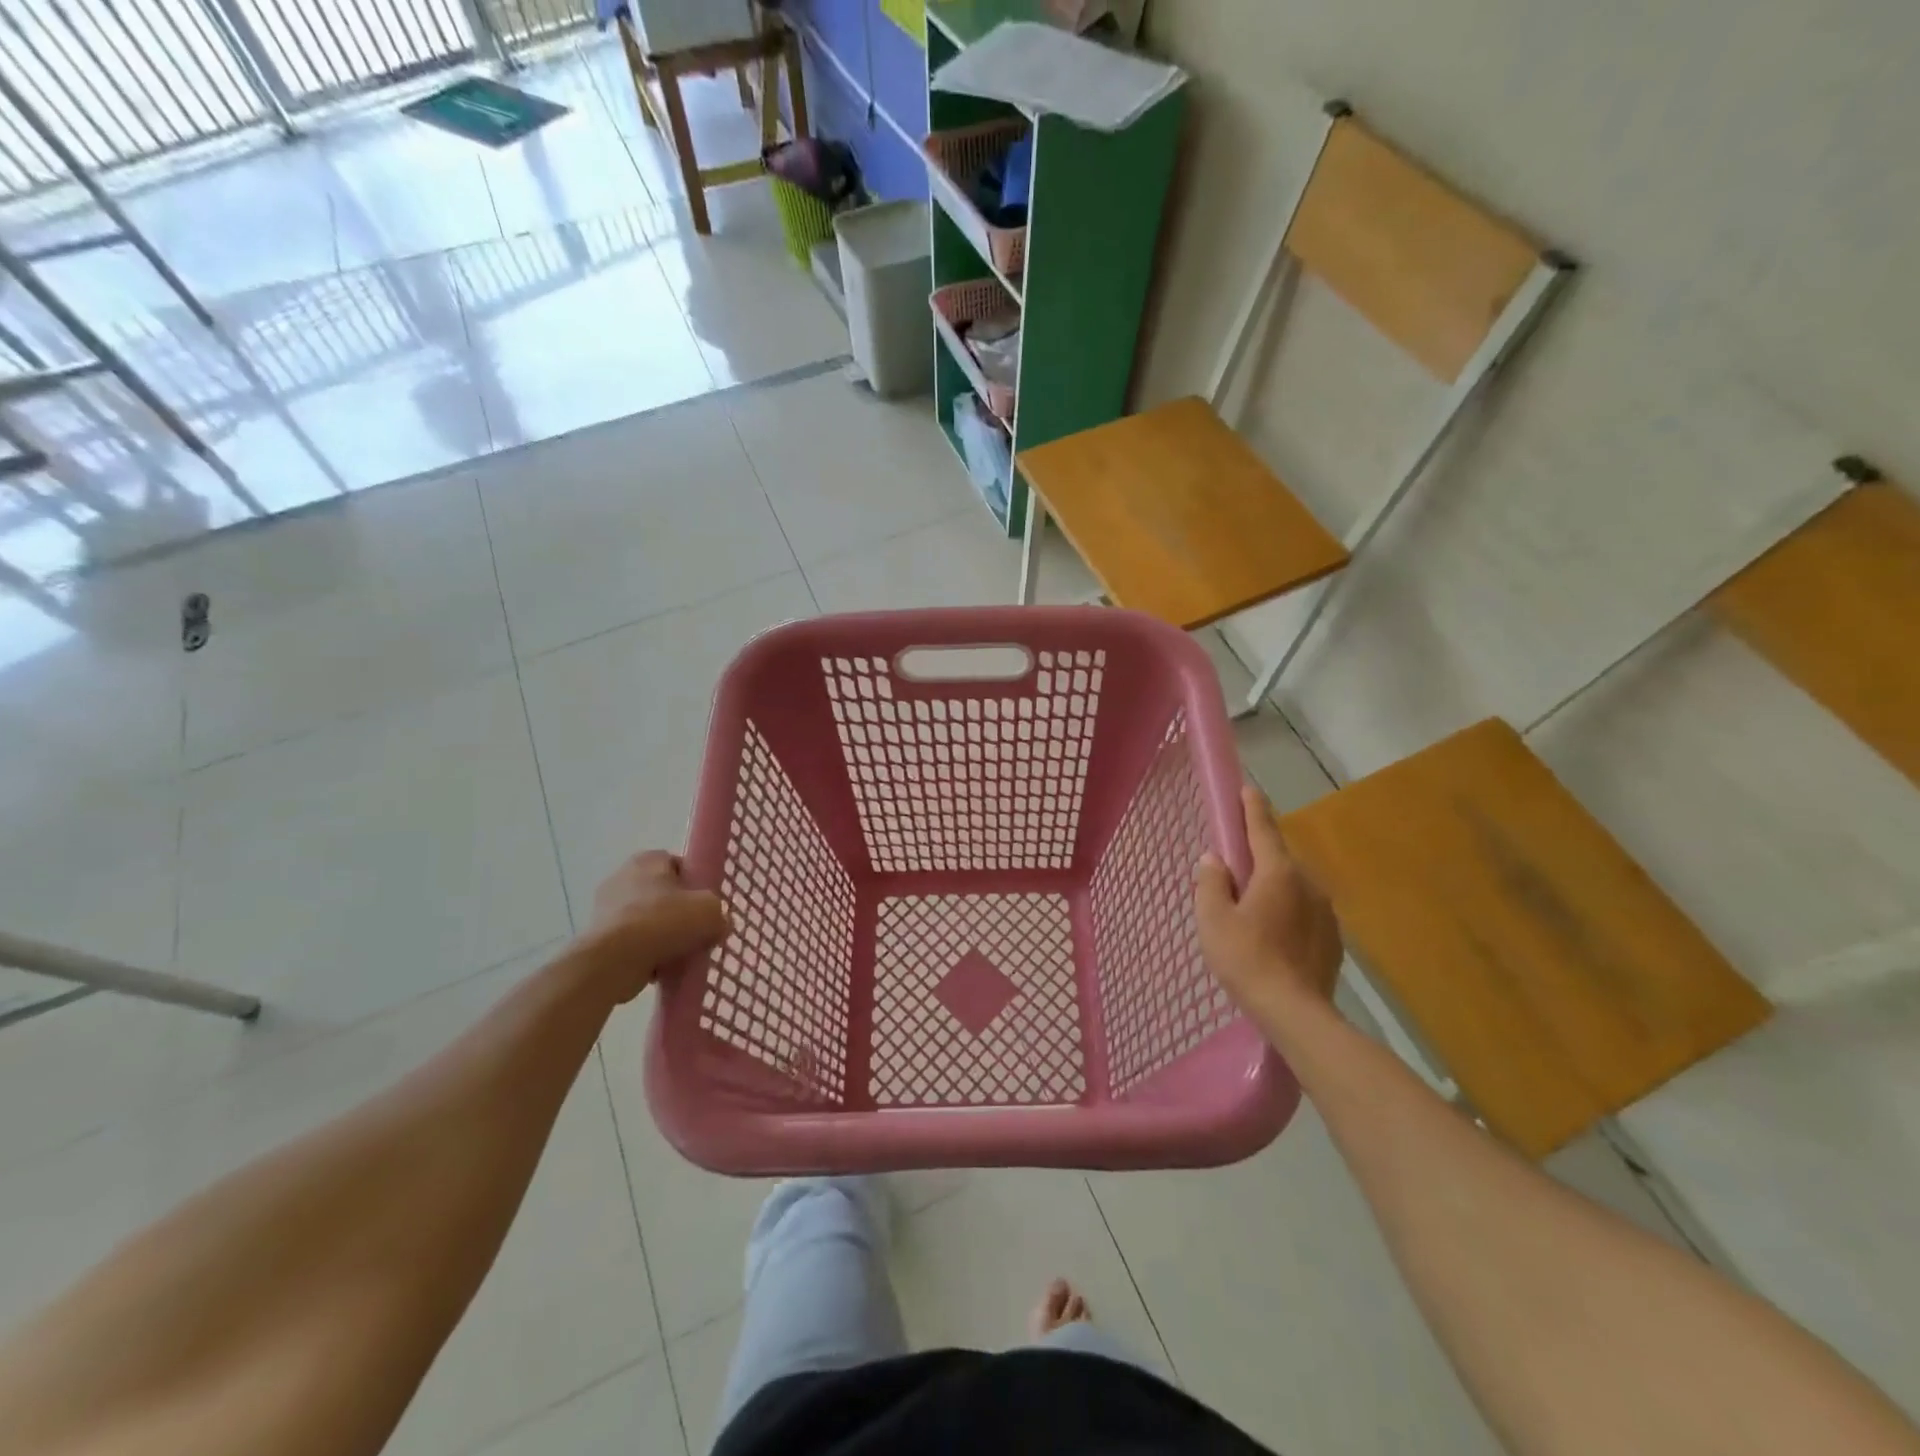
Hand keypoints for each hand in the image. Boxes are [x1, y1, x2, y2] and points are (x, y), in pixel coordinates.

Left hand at [578, 851, 727, 1002]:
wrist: (613, 961)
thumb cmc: (663, 922)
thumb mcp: (710, 911)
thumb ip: (720, 914)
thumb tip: (719, 924)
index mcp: (648, 859)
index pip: (679, 866)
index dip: (696, 886)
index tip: (706, 907)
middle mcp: (622, 877)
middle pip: (663, 895)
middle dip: (679, 914)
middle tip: (697, 933)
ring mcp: (605, 908)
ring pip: (648, 921)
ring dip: (663, 937)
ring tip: (680, 956)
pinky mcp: (598, 938)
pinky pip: (632, 943)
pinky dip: (646, 954)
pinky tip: (661, 968)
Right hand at [1195, 785, 1344, 1019]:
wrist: (1296, 1013)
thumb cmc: (1247, 959)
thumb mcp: (1214, 920)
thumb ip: (1211, 883)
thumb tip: (1214, 860)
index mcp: (1277, 873)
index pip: (1263, 830)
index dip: (1252, 808)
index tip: (1248, 789)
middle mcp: (1307, 883)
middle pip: (1278, 860)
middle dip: (1258, 859)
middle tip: (1234, 871)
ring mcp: (1325, 912)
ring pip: (1293, 888)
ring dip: (1273, 889)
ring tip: (1251, 912)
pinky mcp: (1333, 938)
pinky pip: (1304, 912)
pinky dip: (1287, 914)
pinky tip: (1273, 937)